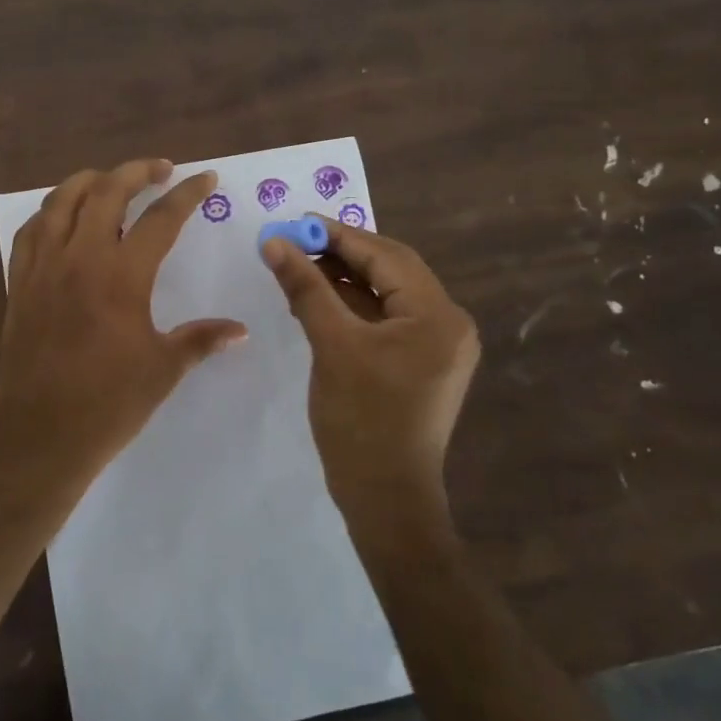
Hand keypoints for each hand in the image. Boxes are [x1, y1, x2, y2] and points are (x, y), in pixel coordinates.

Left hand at [0, 159, 246, 514]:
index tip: (206, 178)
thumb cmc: (108, 404)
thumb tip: (239, 330)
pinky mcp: (19, 283)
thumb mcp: (163, 370)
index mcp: (121, 276)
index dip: (187, 194)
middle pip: (106, 191)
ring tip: (111, 181)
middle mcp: (79, 258)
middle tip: (161, 169)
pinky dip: (51, 212)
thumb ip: (201, 339)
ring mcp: (43, 267)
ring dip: (90, 181)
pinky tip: (63, 219)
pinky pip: (31, 231)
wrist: (38, 436)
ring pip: (61, 200)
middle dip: (137, 171)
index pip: (160, 218)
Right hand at [262, 220, 479, 522]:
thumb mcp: (332, 345)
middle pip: (389, 270)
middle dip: (340, 254)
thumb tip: (274, 241)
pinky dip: (350, 307)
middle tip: (293, 242)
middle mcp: (446, 324)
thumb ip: (305, 287)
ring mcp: (434, 345)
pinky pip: (383, 320)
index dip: (339, 235)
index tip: (296, 221)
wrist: (385, 499)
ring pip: (384, 294)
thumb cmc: (362, 421)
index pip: (386, 256)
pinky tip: (315, 299)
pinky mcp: (418, 363)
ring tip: (297, 267)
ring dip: (342, 280)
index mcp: (437, 315)